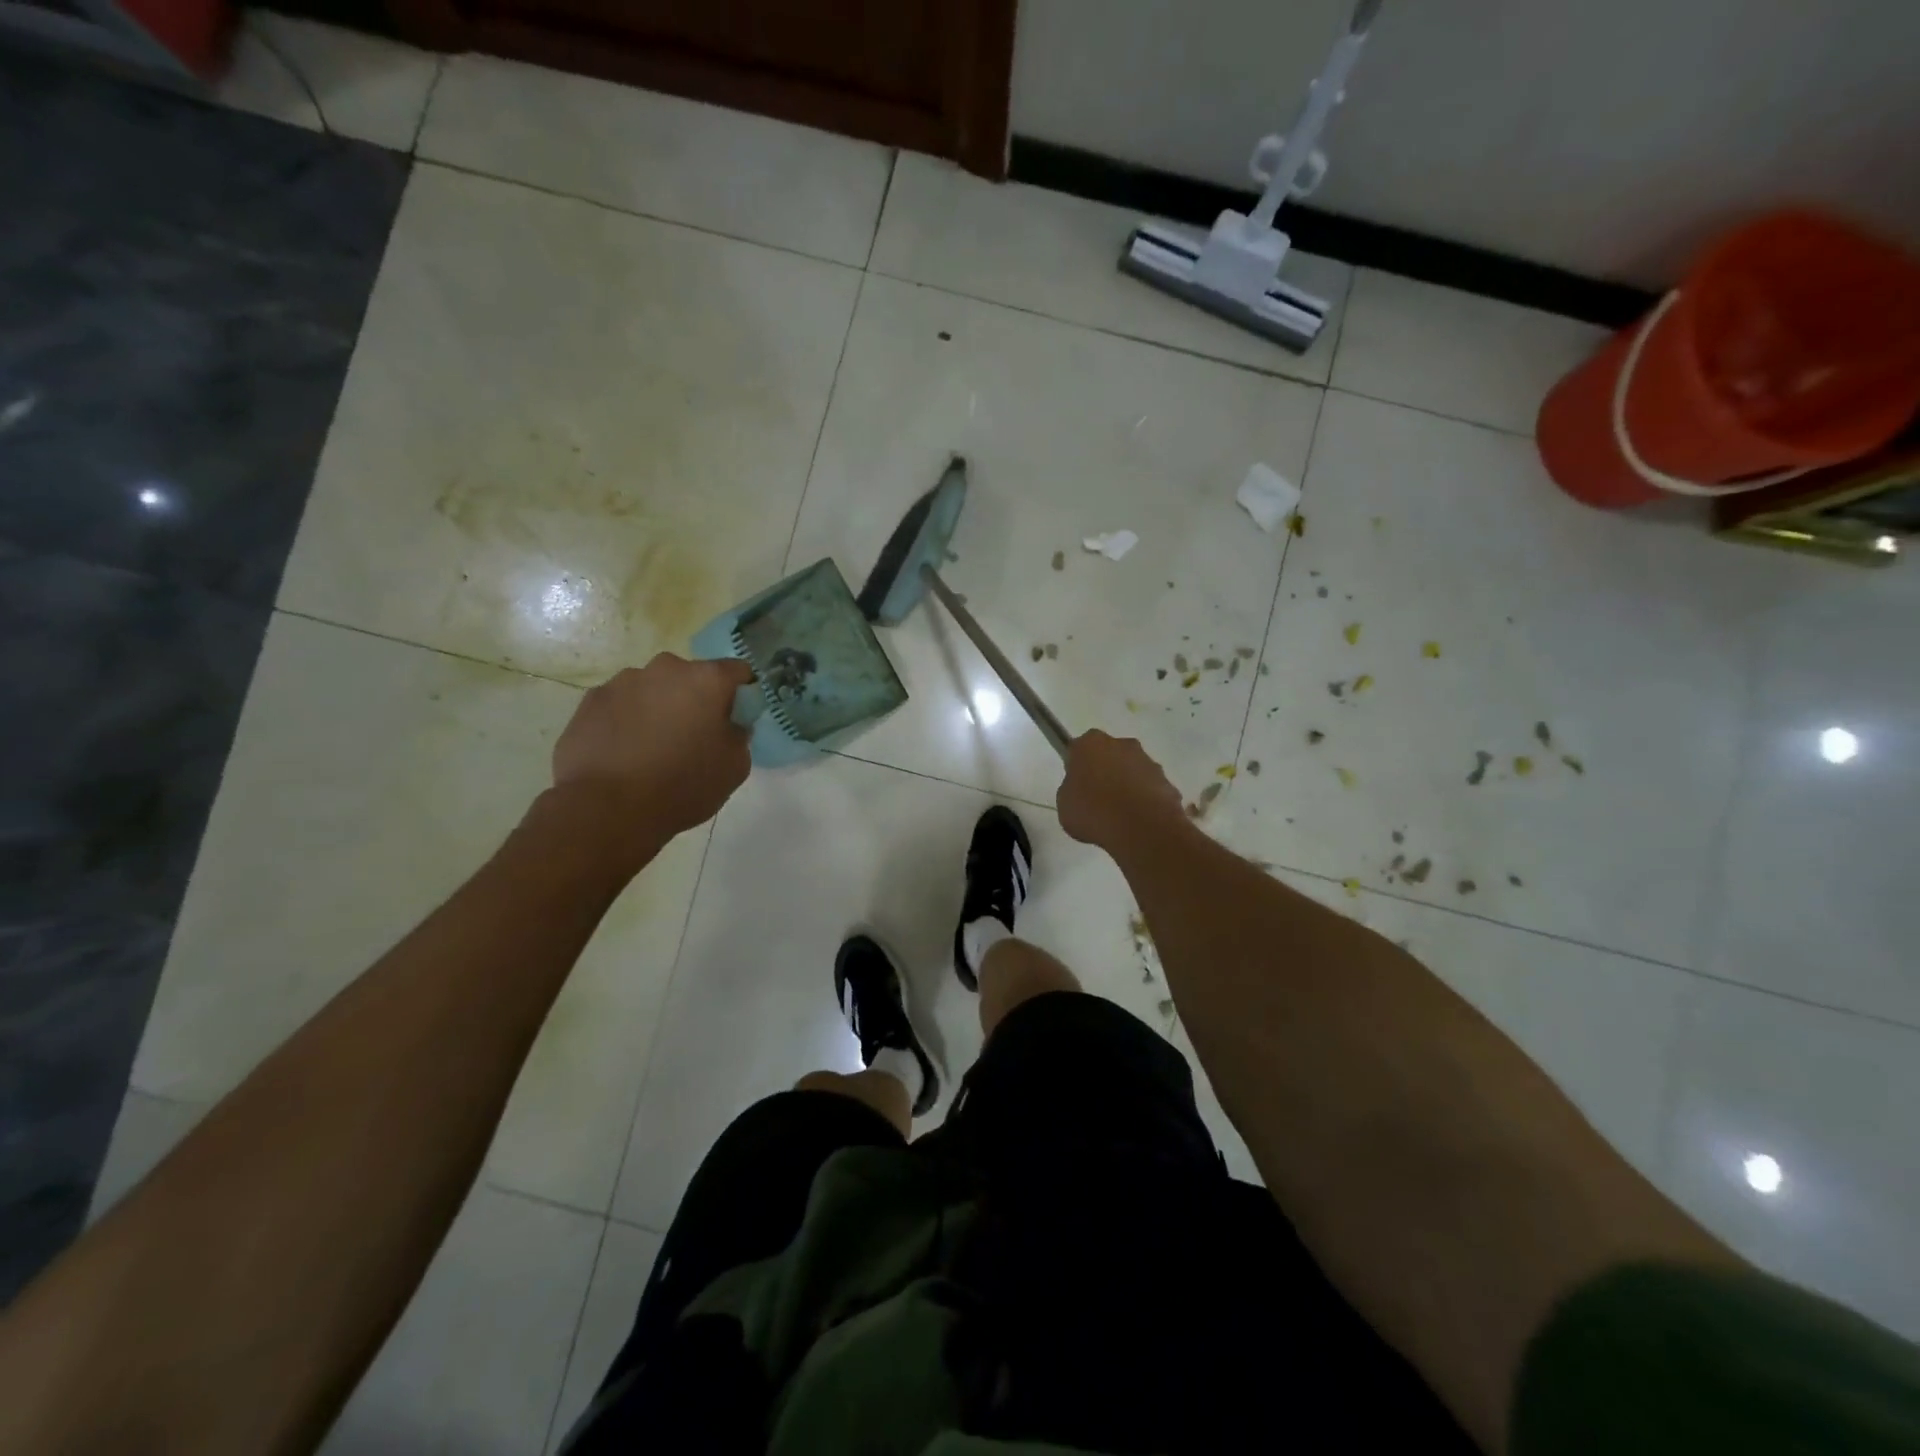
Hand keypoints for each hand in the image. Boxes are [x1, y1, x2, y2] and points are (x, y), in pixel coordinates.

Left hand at [553, 654, 754, 841]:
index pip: (738, 671)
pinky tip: (624, 753)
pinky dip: (627, 720)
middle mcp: (666, 668)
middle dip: (696, 700)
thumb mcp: (735, 767)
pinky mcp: (590, 700)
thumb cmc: (683, 785)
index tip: (737, 719)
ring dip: (659, 708)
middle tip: (693, 737)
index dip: (742, 694)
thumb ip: (738, 735)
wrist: (608, 808)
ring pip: (653, 689)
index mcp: (707, 679)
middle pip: (691, 677)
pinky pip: (621, 704)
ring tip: (652, 748)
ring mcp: (623, 681)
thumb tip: (728, 725)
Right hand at [1057, 730, 1185, 852]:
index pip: (1080, 749)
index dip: (1078, 767)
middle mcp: (1122, 744)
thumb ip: (1072, 789)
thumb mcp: (1064, 804)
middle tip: (1097, 800)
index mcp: (1090, 744)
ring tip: (1119, 816)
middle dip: (1105, 772)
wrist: (1140, 828)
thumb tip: (1082, 789)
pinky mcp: (1167, 782)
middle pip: (1110, 755)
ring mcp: (1148, 762)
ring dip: (1127, 786)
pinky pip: (1150, 790)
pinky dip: (1145, 801)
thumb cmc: (1093, 812)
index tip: (1077, 786)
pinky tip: (1138, 822)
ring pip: (1133, 771)